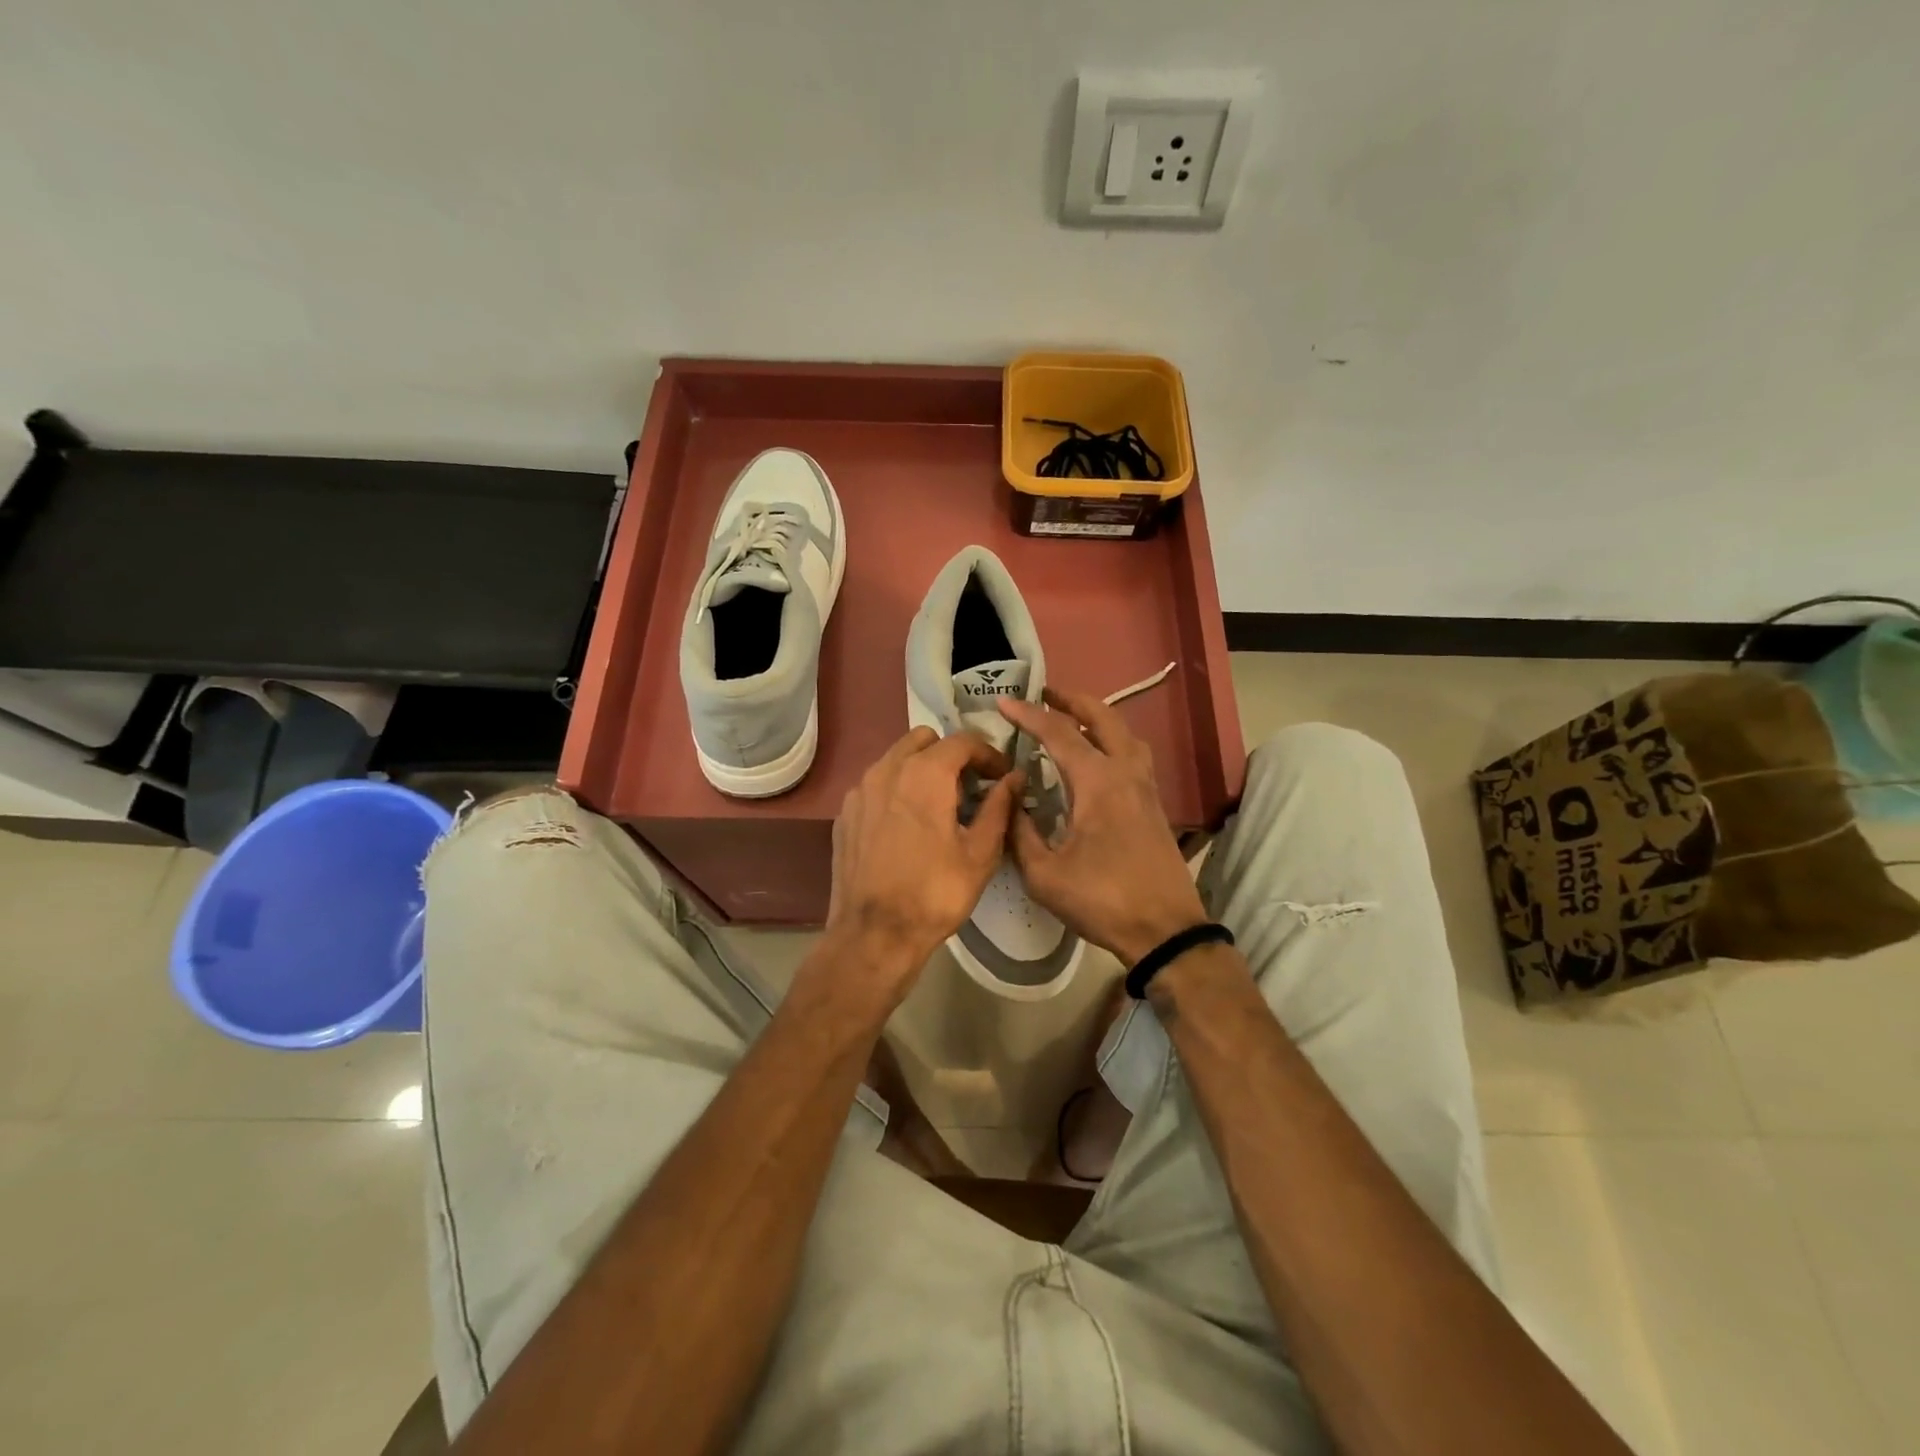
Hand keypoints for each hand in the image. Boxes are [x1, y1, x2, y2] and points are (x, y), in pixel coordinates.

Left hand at [822, 727, 1017, 1005]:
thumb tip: (1014, 778)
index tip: (1001, 776)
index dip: (988, 753)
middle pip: (924, 740)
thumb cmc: (935, 893)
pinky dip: (896, 789)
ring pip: (896, 758)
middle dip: (951, 755)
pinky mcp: (845, 813)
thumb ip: (999, 807)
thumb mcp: (980, 853)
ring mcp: (860, 790)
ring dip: (921, 768)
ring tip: (938, 805)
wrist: (873, 935)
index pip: (963, 741)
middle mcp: (887, 769)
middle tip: (969, 786)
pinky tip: (907, 824)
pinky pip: (876, 784)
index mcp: (925, 774)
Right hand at [1000, 689, 1207, 965]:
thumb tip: (1009, 801)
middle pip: (1103, 717)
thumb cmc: (1102, 900)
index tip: (1003, 703)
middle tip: (1044, 694)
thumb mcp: (1044, 874)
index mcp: (1097, 781)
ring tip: (1070, 719)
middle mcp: (1125, 772)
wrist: (1165, 930)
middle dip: (1071, 700)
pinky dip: (1110, 740)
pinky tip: (1094, 759)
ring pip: (1124, 733)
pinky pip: (1132, 754)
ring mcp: (1145, 787)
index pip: (1058, 733)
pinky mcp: (1153, 804)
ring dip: (1097, 717)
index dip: (1028, 715)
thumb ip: (1020, 833)